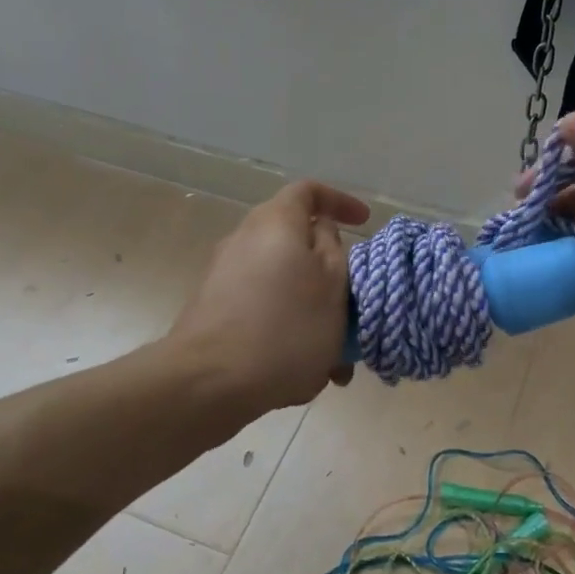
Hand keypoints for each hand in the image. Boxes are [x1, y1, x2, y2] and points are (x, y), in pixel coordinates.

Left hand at [167, 181, 368, 414]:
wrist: (209, 382)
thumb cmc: (287, 327)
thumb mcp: (333, 284)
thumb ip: (333, 247)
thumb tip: (321, 229)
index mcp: (275, 222)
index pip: (309, 191)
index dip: (340, 201)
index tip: (365, 223)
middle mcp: (244, 239)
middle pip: (295, 241)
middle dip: (329, 272)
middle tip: (353, 302)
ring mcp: (223, 276)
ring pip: (283, 284)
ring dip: (312, 311)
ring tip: (335, 356)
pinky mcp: (213, 311)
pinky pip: (263, 310)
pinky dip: (288, 329)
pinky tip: (304, 372)